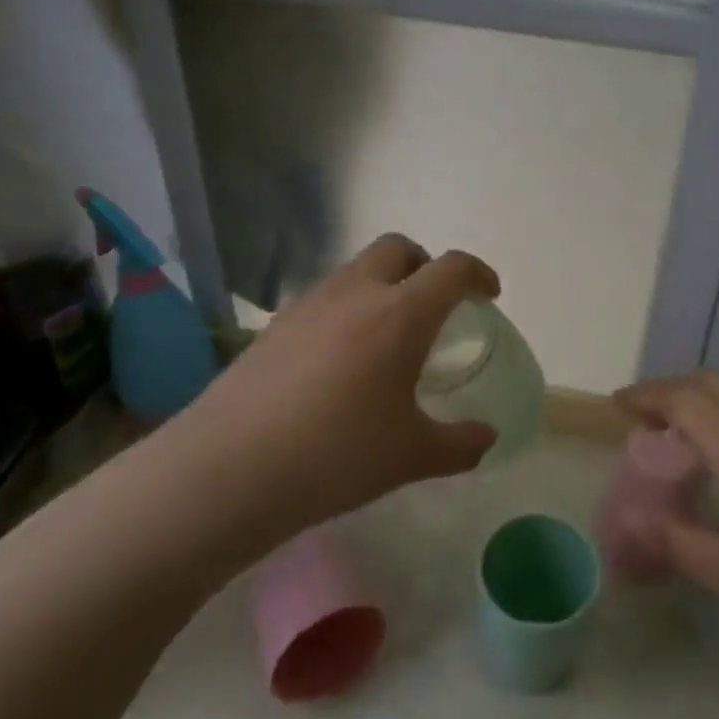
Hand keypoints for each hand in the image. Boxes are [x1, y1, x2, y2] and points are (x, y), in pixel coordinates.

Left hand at [169, 234, 501, 541]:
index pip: (451, 269)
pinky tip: (341, 360)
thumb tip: (487, 438)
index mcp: (400, 315)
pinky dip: (348, 308)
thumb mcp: (411, 457)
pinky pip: (325, 297)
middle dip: (426, 264)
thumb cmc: (336, 456)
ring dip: (384, 284)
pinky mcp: (275, 324)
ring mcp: (309, 304)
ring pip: (357, 269)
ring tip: (387, 336)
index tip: (489, 295)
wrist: (229, 470)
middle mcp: (356, 294)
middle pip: (399, 248)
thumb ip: (460, 444)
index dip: (478, 274)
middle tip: (436, 305)